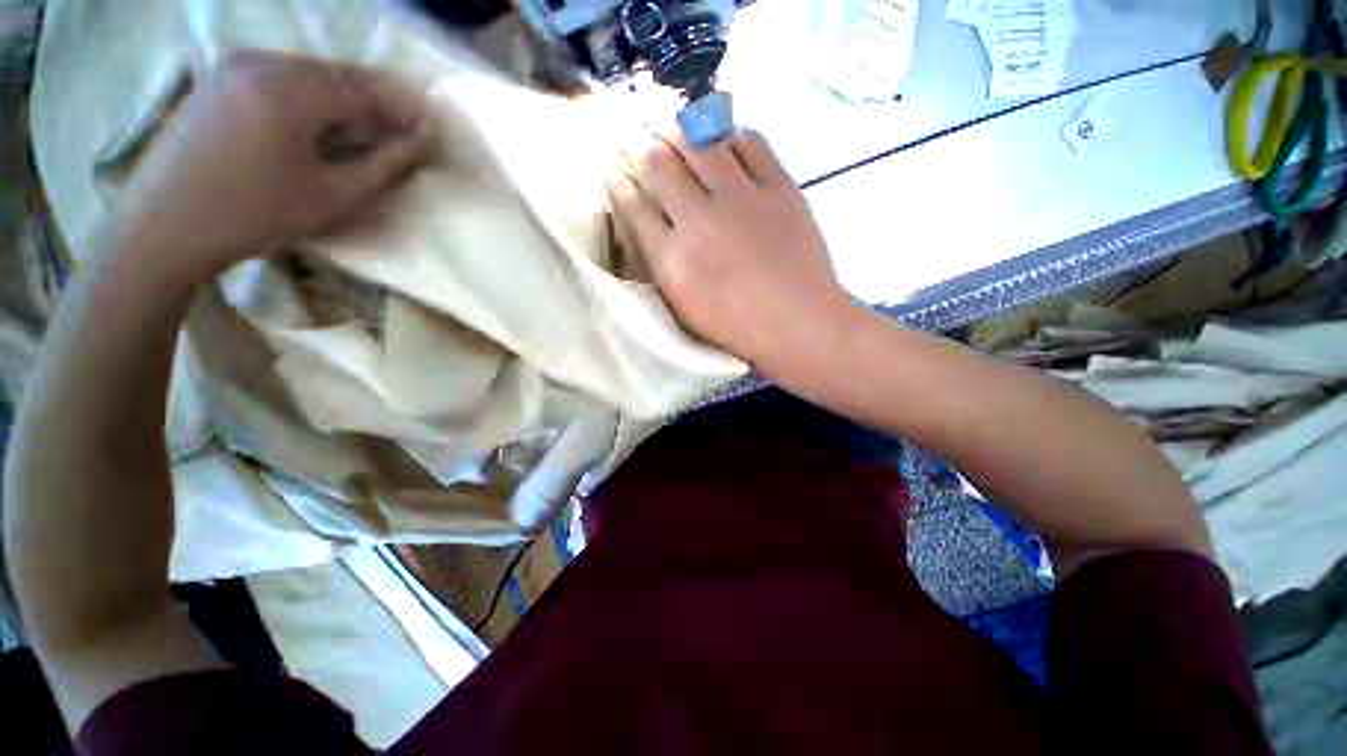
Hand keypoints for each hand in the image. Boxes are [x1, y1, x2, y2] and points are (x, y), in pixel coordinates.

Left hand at [119, 49, 432, 273]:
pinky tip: (322, 121)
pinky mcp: (220, 75)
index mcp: (288, 90)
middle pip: (338, 73)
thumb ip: (383, 165)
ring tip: (368, 128)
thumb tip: (420, 140)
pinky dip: (313, 94)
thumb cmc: (252, 216)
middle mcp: (261, 61)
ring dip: (346, 97)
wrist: (163, 225)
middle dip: (377, 99)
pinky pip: (283, 75)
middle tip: (404, 127)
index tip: (431, 124)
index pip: (364, 88)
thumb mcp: (331, 198)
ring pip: (311, 72)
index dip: (404, 106)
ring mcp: (235, 64)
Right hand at [608, 130, 855, 373]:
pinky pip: (750, 143)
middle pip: (659, 165)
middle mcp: (700, 221)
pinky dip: (730, 134)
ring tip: (668, 122)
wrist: (799, 324)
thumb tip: (649, 226)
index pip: (634, 207)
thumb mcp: (686, 309)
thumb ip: (662, 268)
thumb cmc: (738, 327)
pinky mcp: (780, 187)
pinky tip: (722, 136)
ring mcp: (742, 199)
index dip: (618, 182)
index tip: (612, 166)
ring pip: (700, 144)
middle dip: (640, 144)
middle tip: (635, 133)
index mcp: (673, 260)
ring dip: (677, 128)